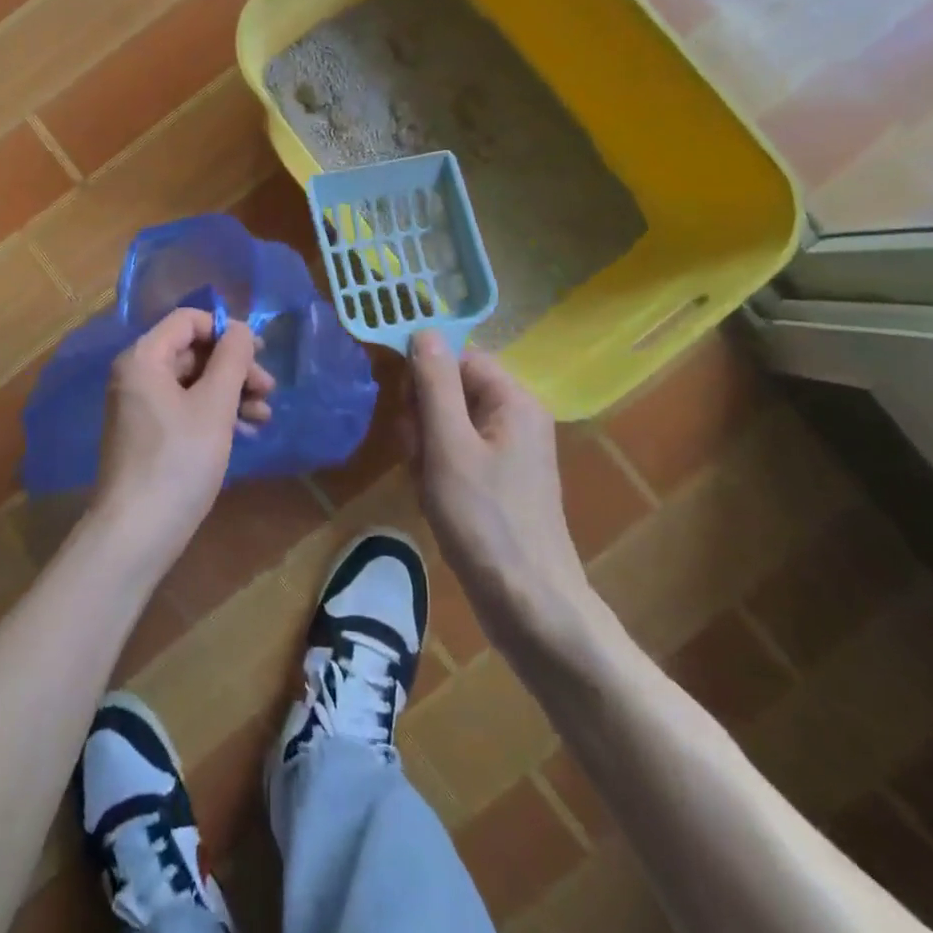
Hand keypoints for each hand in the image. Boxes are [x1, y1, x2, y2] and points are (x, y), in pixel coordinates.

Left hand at [91, 308, 273, 571]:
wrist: (136, 533)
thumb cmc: (178, 461)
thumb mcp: (214, 406)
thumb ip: (232, 360)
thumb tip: (241, 329)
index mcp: (144, 357)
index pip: (188, 320)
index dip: (226, 331)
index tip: (259, 353)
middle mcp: (137, 375)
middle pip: (193, 352)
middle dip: (234, 368)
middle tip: (269, 391)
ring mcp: (140, 406)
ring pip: (193, 383)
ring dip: (231, 394)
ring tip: (264, 417)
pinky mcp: (148, 435)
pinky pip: (185, 409)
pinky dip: (214, 415)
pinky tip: (244, 433)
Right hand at [405, 332, 593, 651]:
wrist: (527, 604)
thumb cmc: (484, 519)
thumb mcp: (448, 444)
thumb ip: (434, 383)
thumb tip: (423, 329)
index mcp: (513, 400)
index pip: (458, 357)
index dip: (425, 376)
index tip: (406, 410)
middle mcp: (516, 417)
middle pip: (451, 389)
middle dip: (423, 416)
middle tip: (418, 453)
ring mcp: (509, 451)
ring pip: (448, 423)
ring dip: (425, 446)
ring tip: (425, 480)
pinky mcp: (499, 481)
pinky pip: (457, 453)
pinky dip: (437, 468)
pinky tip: (432, 494)